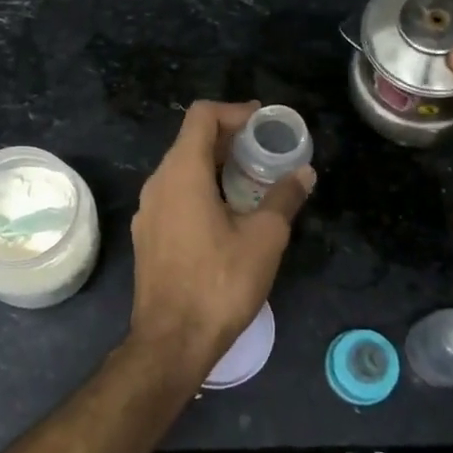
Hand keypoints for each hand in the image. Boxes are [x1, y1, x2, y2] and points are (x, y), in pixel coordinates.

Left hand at [129, 101, 314, 376]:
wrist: (171, 341)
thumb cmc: (220, 283)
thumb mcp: (264, 238)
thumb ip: (284, 198)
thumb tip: (304, 173)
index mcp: (182, 173)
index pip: (202, 116)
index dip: (235, 111)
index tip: (264, 123)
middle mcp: (158, 184)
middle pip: (191, 141)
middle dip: (230, 139)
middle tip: (266, 150)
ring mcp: (148, 211)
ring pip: (182, 170)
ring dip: (216, 166)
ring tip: (253, 181)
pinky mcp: (148, 236)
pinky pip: (175, 195)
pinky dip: (202, 190)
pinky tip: (228, 214)